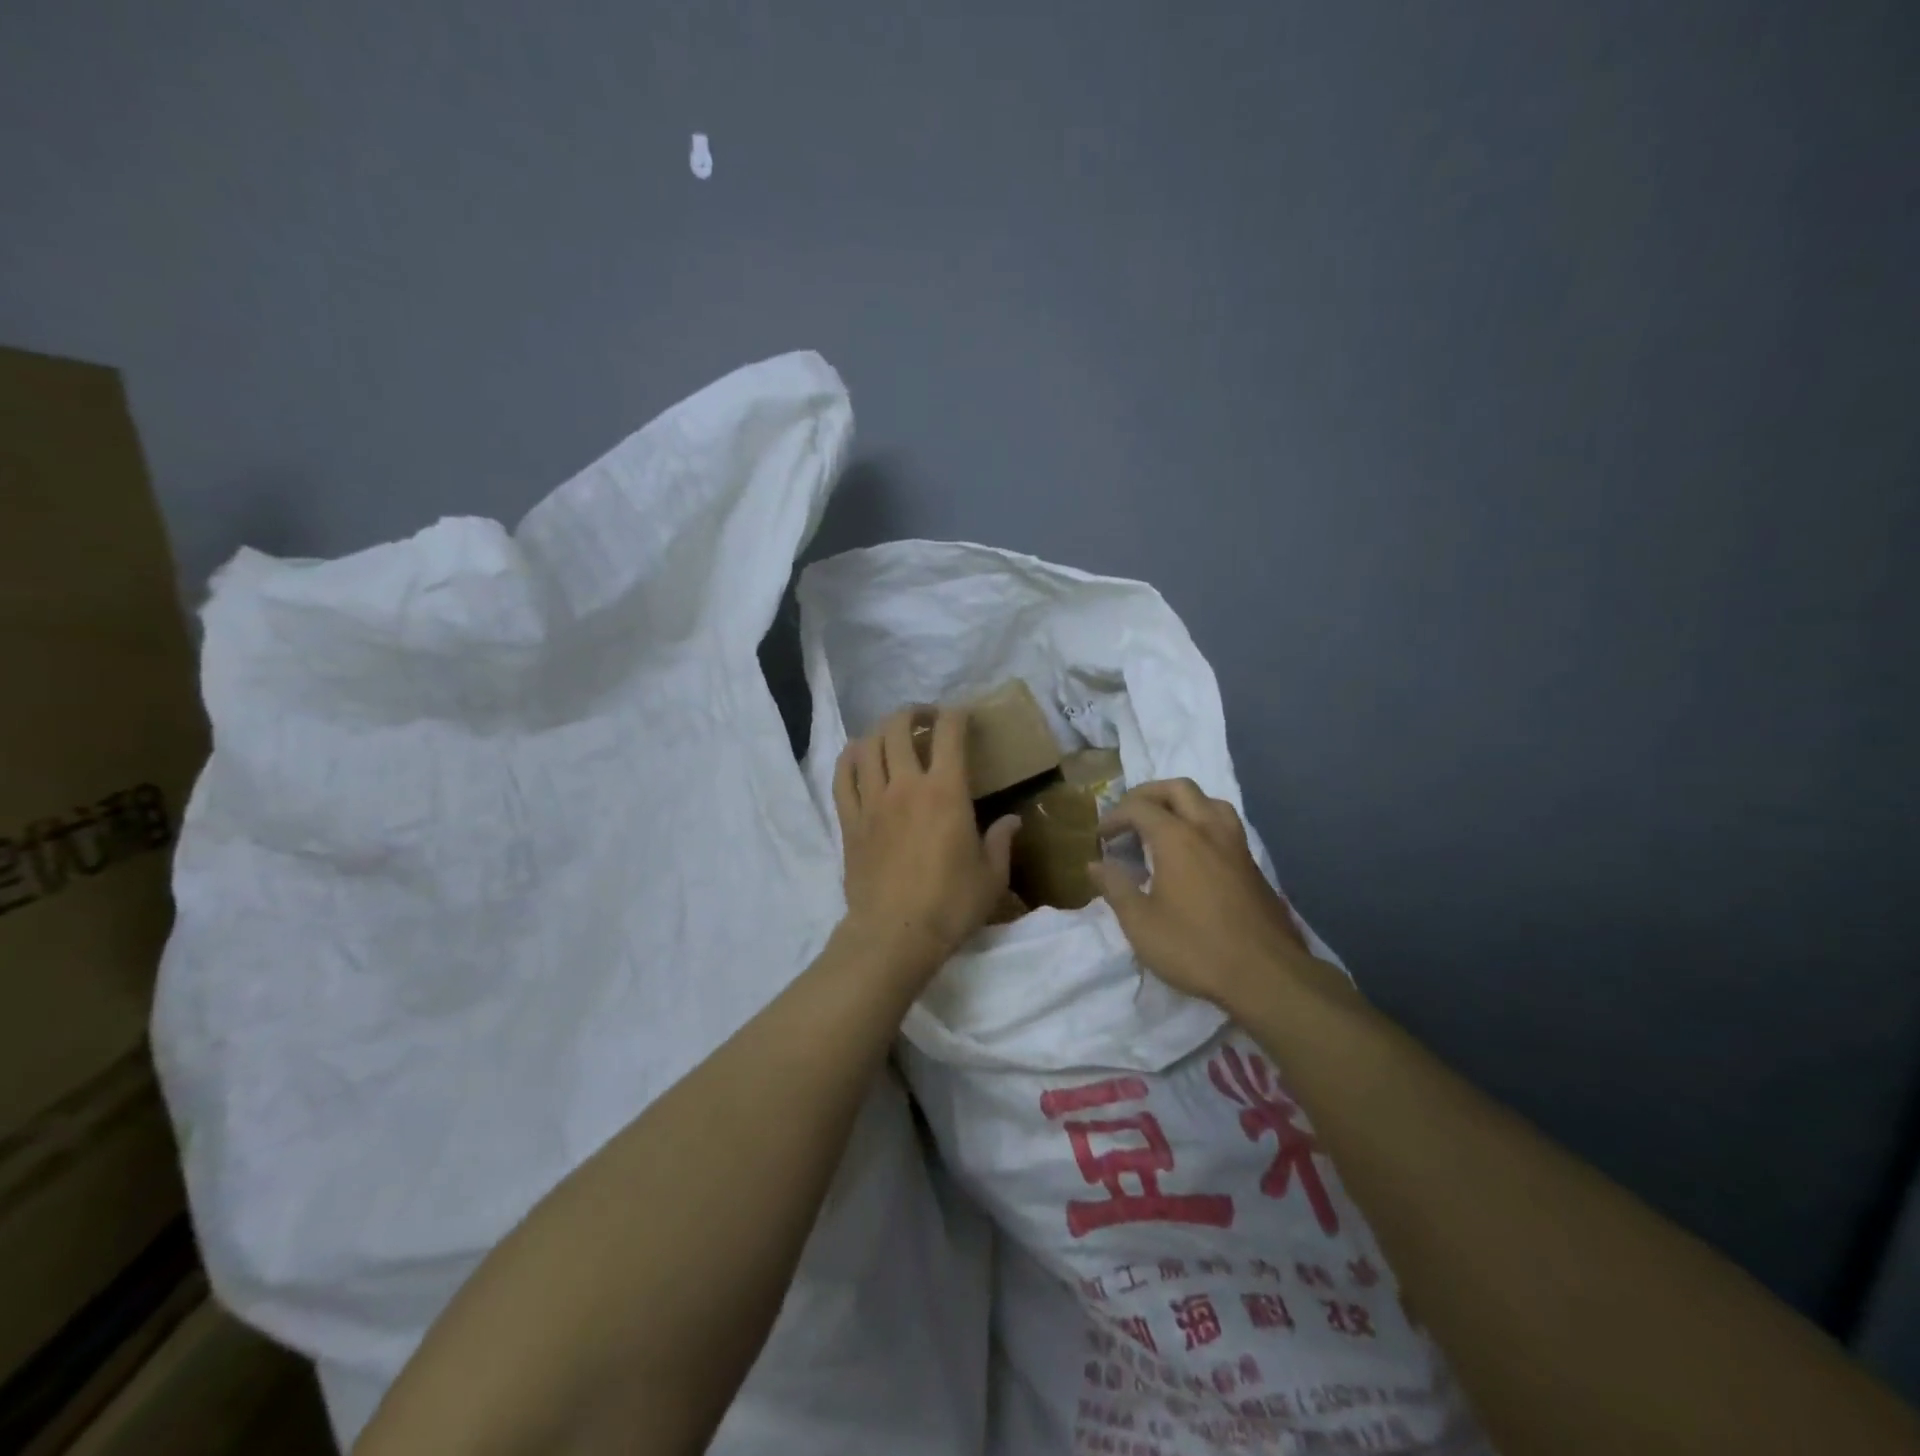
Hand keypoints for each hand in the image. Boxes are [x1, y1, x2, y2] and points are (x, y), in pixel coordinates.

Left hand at [833, 708, 1020, 981]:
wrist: (895, 934)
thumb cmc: (951, 904)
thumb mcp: (991, 876)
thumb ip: (1001, 841)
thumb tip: (1012, 821)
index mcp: (945, 791)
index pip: (949, 733)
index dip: (957, 714)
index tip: (965, 716)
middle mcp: (905, 784)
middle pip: (899, 727)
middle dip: (915, 712)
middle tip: (927, 718)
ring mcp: (872, 800)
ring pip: (868, 744)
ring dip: (882, 729)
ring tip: (893, 734)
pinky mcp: (849, 820)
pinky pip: (842, 776)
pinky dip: (850, 757)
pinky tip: (858, 754)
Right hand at [1090, 779, 1339, 1009]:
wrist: (1266, 975)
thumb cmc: (1194, 947)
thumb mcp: (1140, 923)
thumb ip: (1115, 887)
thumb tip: (1095, 865)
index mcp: (1177, 838)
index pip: (1139, 808)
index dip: (1115, 816)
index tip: (1100, 837)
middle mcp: (1208, 829)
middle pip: (1178, 789)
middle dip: (1148, 795)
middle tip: (1129, 816)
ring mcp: (1236, 845)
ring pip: (1209, 801)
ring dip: (1182, 803)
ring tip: (1165, 825)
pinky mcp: (1252, 864)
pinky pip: (1225, 824)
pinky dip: (1202, 822)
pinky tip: (1194, 852)